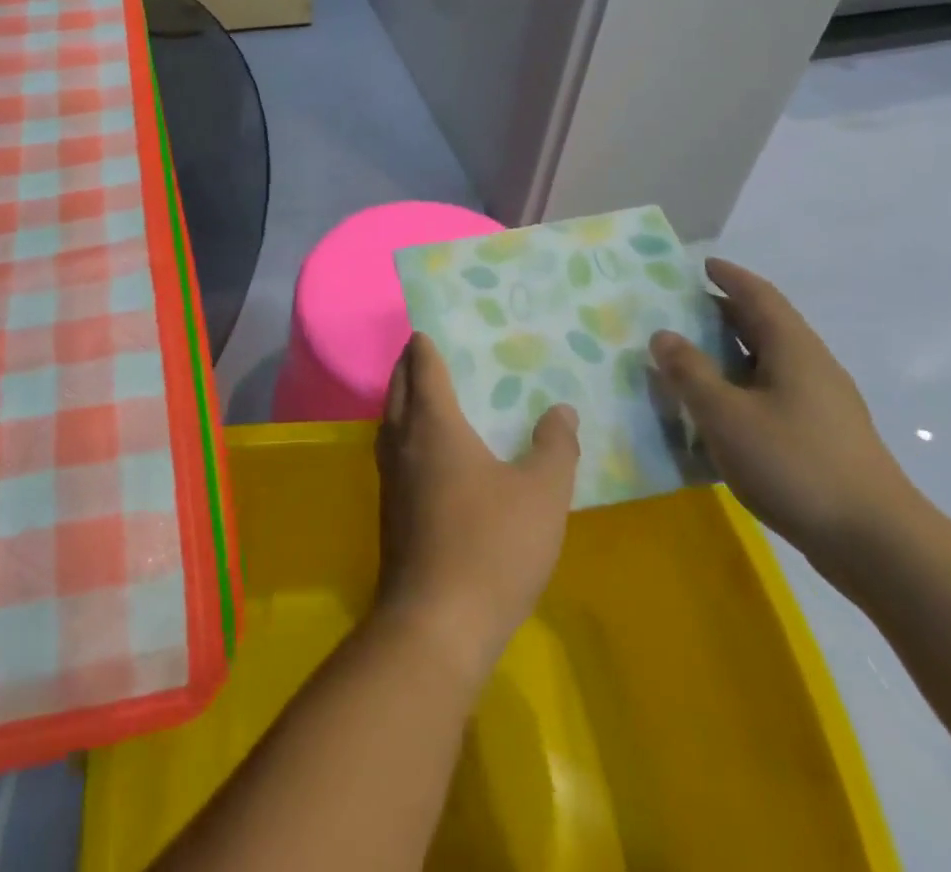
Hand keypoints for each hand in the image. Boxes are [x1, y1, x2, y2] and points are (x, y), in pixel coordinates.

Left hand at [372, 333, 579, 683]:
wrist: (436, 622)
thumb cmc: (492, 545)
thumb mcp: (542, 494)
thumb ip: (555, 447)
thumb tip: (562, 410)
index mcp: (433, 424)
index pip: (423, 368)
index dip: (424, 345)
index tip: (427, 329)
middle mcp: (402, 440)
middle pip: (397, 388)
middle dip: (408, 365)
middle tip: (425, 352)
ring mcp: (389, 477)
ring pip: (390, 420)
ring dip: (402, 399)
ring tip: (425, 395)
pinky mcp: (388, 509)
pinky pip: (393, 450)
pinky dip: (405, 432)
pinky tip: (427, 453)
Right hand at [649, 259, 918, 567]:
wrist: (877, 543)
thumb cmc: (794, 464)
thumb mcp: (725, 415)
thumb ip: (690, 372)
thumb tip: (664, 335)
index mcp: (793, 349)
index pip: (759, 296)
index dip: (730, 277)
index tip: (702, 265)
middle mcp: (812, 367)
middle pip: (766, 325)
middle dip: (725, 312)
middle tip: (682, 309)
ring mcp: (823, 404)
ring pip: (770, 361)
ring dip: (731, 352)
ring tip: (691, 357)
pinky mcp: (824, 437)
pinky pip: (774, 392)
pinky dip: (742, 385)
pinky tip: (720, 409)